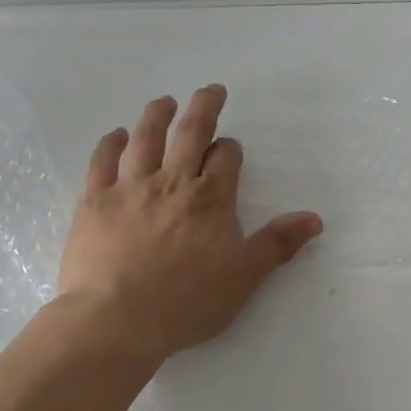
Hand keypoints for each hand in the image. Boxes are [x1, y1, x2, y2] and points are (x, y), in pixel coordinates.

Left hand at [55, 85, 323, 363]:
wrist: (115, 321)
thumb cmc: (185, 303)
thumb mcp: (243, 278)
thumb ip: (277, 244)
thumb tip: (314, 218)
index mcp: (209, 199)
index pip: (225, 159)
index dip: (230, 150)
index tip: (230, 149)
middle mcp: (171, 182)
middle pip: (190, 133)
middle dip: (204, 107)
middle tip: (210, 89)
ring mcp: (130, 188)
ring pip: (145, 138)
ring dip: (157, 115)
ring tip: (164, 101)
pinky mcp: (95, 201)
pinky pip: (102, 162)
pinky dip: (110, 144)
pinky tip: (116, 135)